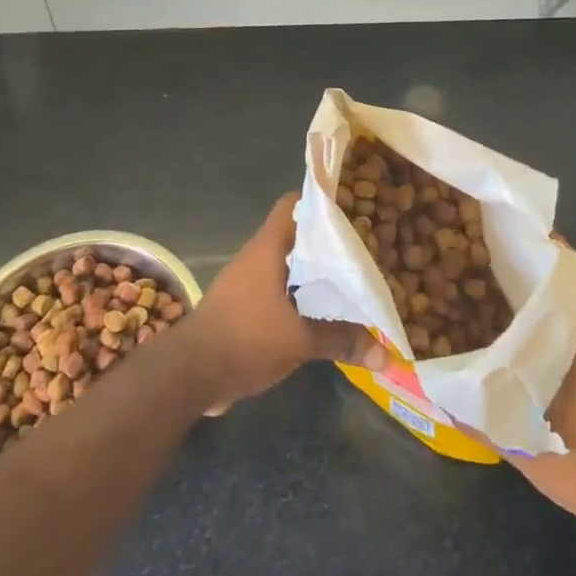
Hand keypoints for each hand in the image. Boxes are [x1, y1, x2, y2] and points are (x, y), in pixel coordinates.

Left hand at [186, 193, 383, 411]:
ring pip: (288, 268)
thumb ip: (341, 341)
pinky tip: (324, 315)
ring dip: (314, 276)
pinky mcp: (243, 309)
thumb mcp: (298, 340)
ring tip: (351, 282)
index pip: (292, 205)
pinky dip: (300, 300)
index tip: (352, 209)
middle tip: (364, 251)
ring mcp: (247, 284)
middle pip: (297, 238)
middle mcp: (257, 258)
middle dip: (328, 245)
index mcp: (268, 248)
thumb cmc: (244, 338)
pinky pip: (279, 294)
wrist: (189, 374)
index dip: (320, 201)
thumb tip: (385, 354)